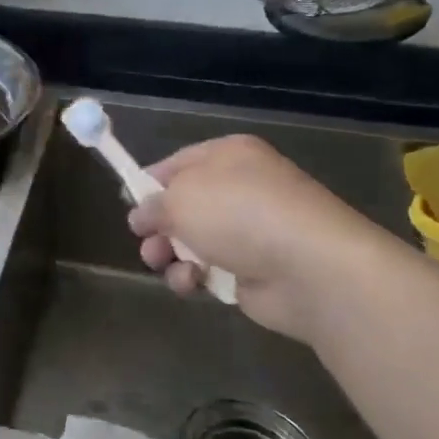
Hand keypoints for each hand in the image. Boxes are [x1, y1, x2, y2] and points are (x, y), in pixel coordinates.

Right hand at [128, 135, 403, 342]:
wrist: (310, 269)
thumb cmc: (239, 215)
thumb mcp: (179, 198)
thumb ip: (151, 205)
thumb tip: (140, 216)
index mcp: (228, 156)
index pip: (177, 163)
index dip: (149, 182)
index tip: (128, 203)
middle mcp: (240, 189)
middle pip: (181, 206)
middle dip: (157, 226)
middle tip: (146, 241)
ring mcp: (248, 231)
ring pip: (190, 241)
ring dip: (168, 254)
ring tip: (161, 263)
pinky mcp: (252, 270)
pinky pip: (207, 270)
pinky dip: (192, 277)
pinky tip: (192, 282)